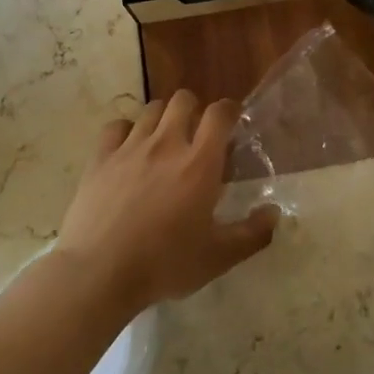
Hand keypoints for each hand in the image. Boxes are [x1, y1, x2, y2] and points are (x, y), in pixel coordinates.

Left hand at [55, 91, 277, 314]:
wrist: (99, 273)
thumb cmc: (164, 264)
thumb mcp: (218, 257)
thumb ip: (252, 234)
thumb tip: (274, 213)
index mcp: (200, 163)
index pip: (219, 114)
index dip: (229, 110)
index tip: (232, 120)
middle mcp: (167, 144)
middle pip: (183, 100)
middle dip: (194, 109)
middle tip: (196, 134)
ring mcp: (130, 148)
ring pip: (151, 109)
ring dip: (162, 118)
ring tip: (163, 140)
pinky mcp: (100, 158)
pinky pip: (116, 127)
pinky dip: (126, 131)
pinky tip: (128, 149)